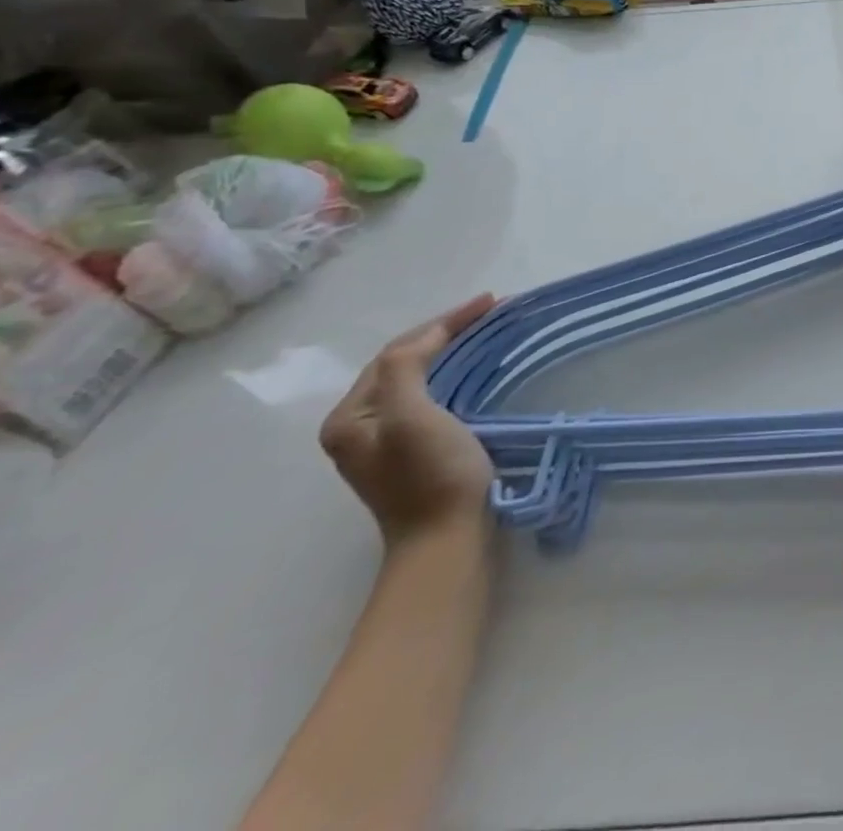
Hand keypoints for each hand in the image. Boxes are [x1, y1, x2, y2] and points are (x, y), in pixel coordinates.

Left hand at [319, 295, 498, 546]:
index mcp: (349, 416)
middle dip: (448, 332)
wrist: (447, 540)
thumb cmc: (430, 476)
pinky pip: (433, 396)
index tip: (490, 302)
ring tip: (490, 330)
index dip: (444, 321)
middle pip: (405, 362)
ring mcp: (386, 442)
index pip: (397, 351)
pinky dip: (457, 374)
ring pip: (420, 378)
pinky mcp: (415, 452)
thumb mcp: (411, 416)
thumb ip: (404, 368)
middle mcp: (360, 426)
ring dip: (453, 350)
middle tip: (493, 311)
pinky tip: (479, 369)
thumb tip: (426, 338)